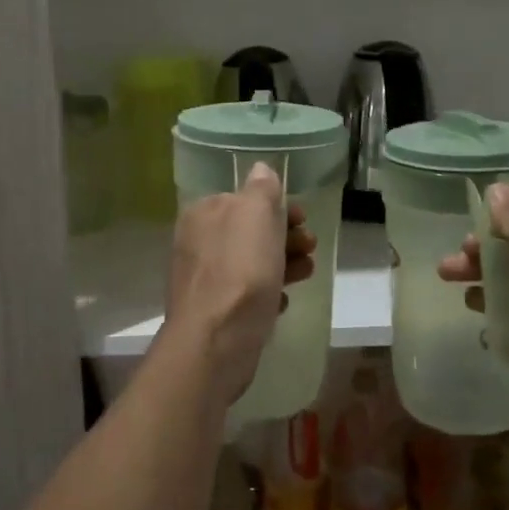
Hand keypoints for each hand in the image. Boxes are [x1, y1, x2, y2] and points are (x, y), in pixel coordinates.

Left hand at [166, 162, 316, 401]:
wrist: (216, 340)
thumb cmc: (241, 270)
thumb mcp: (256, 215)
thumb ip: (261, 189)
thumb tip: (261, 169)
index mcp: (204, 213)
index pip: (245, 199)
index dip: (278, 207)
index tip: (303, 219)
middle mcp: (198, 242)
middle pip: (250, 232)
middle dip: (285, 237)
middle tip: (310, 246)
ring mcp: (204, 279)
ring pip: (251, 263)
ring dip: (282, 264)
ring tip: (307, 273)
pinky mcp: (214, 311)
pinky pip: (246, 295)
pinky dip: (267, 294)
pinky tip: (281, 302)